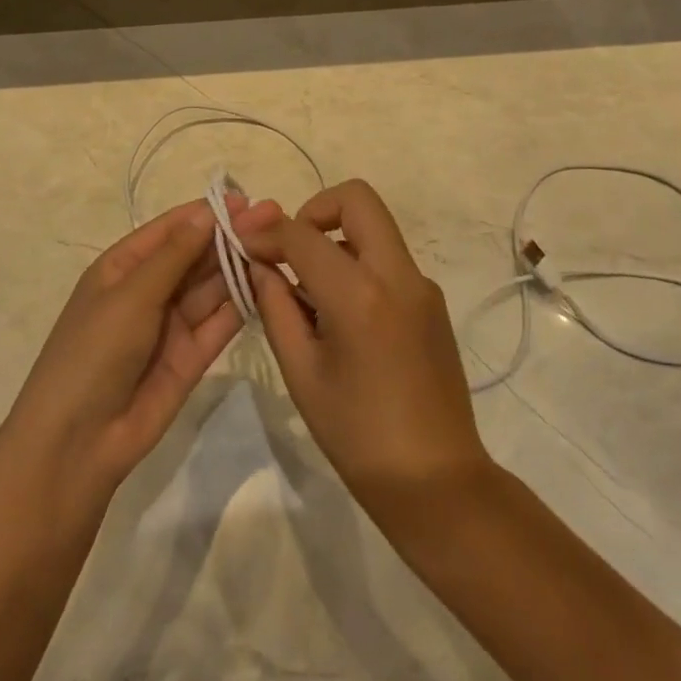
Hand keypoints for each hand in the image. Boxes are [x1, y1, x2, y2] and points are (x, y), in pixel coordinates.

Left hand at [4, 194, 282, 504]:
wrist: (78, 443)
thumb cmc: (94, 352)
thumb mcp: (131, 296)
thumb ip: (175, 255)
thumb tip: (208, 211)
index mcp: (123, 267)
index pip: (170, 230)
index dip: (206, 213)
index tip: (246, 200)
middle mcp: (149, 290)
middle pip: (196, 255)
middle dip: (231, 236)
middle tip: (274, 218)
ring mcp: (171, 324)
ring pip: (212, 286)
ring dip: (240, 265)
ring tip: (277, 245)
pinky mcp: (191, 357)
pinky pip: (220, 322)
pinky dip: (243, 303)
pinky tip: (270, 283)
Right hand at [241, 180, 491, 515]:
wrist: (437, 481)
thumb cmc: (357, 435)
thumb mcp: (302, 372)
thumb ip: (276, 307)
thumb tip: (258, 264)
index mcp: (360, 295)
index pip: (302, 234)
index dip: (265, 231)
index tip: (243, 240)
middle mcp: (398, 275)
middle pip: (357, 198)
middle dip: (314, 209)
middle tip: (290, 249)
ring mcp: (421, 285)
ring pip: (374, 227)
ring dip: (337, 237)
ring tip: (309, 292)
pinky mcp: (431, 300)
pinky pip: (388, 259)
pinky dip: (357, 264)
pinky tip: (340, 315)